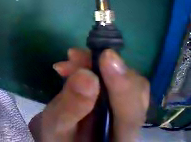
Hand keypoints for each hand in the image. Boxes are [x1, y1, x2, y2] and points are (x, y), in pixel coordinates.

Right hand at [29, 49, 148, 141]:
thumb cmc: (56, 136)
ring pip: (125, 78)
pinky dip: (93, 65)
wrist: (60, 136)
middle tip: (74, 56)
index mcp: (118, 140)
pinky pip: (112, 75)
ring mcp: (125, 109)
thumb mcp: (57, 124)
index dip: (122, 84)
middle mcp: (130, 125)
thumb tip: (85, 74)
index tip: (107, 56)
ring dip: (97, 64)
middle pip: (134, 90)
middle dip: (105, 68)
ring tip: (70, 59)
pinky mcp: (115, 97)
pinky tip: (73, 64)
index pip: (130, 114)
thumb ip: (72, 105)